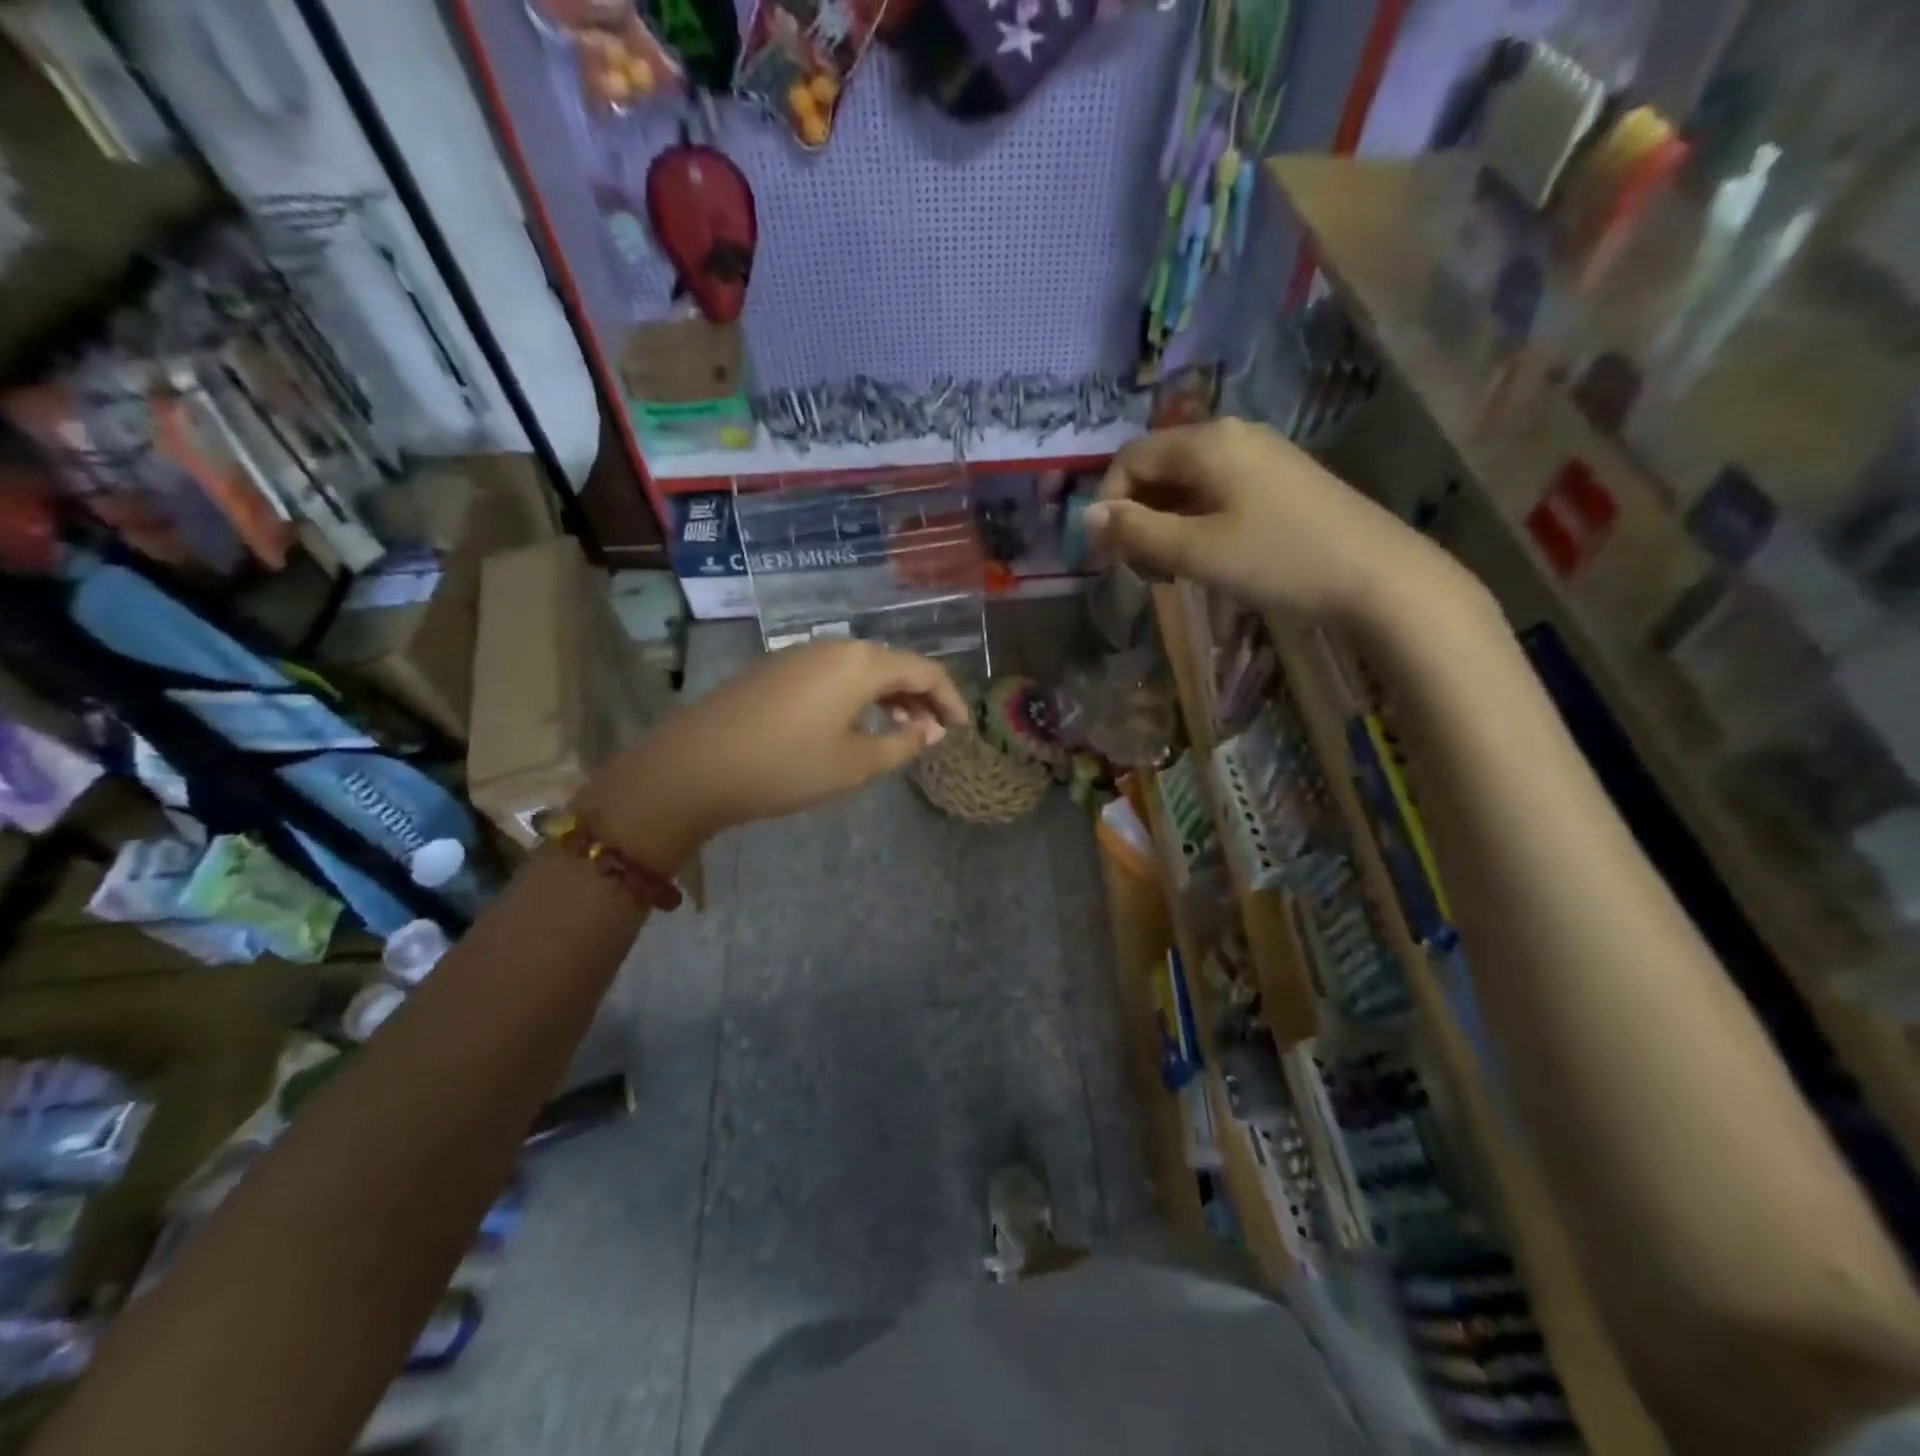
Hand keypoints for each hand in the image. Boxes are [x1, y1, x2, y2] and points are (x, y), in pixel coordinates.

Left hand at [577, 640, 967, 863]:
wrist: (695, 765)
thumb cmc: (786, 766)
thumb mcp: (855, 764)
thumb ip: (902, 744)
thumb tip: (931, 730)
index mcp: (861, 663)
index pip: (924, 670)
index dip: (950, 698)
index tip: (963, 728)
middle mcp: (834, 647)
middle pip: (893, 664)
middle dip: (920, 697)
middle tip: (935, 733)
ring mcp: (800, 655)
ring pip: (862, 669)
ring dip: (889, 696)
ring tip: (901, 731)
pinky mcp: (776, 670)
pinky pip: (833, 675)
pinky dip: (858, 696)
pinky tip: (855, 724)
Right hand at [1087, 420, 1451, 622]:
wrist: (1376, 575)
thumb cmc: (1278, 560)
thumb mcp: (1195, 551)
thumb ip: (1136, 532)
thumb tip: (1086, 516)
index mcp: (1207, 441)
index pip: (1130, 458)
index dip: (1108, 504)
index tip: (1107, 555)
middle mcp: (1232, 435)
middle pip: (1158, 466)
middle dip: (1136, 515)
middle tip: (1139, 568)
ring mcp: (1260, 455)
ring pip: (1187, 482)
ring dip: (1164, 522)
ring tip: (1171, 569)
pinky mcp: (1280, 480)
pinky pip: (1217, 491)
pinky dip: (1195, 521)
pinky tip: (1206, 556)